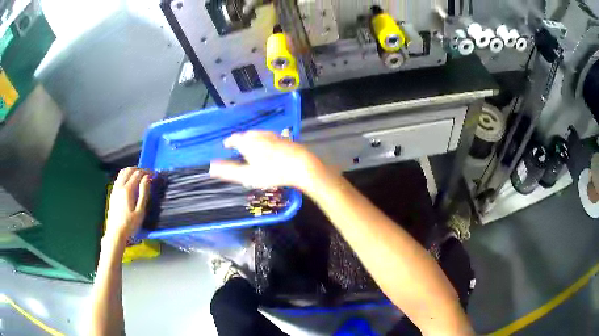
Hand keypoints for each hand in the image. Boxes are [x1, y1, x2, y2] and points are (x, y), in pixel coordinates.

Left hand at [105, 167, 150, 242]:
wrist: (115, 233)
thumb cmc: (130, 224)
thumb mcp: (140, 211)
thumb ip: (143, 193)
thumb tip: (147, 178)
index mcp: (127, 190)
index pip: (138, 174)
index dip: (147, 172)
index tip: (154, 174)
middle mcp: (120, 186)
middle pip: (129, 170)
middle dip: (140, 169)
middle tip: (148, 174)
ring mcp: (115, 189)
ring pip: (123, 172)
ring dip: (132, 170)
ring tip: (140, 175)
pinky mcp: (112, 192)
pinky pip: (119, 177)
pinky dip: (126, 175)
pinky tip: (130, 181)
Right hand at [209, 131, 322, 189]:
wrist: (301, 166)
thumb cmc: (272, 172)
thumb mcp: (248, 175)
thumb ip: (229, 171)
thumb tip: (211, 167)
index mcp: (248, 141)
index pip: (234, 138)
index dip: (229, 142)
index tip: (226, 145)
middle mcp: (259, 134)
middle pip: (247, 135)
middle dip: (241, 140)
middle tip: (238, 148)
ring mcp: (273, 135)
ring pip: (259, 135)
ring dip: (253, 140)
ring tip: (252, 148)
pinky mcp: (284, 139)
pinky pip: (270, 138)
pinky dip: (265, 142)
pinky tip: (269, 150)